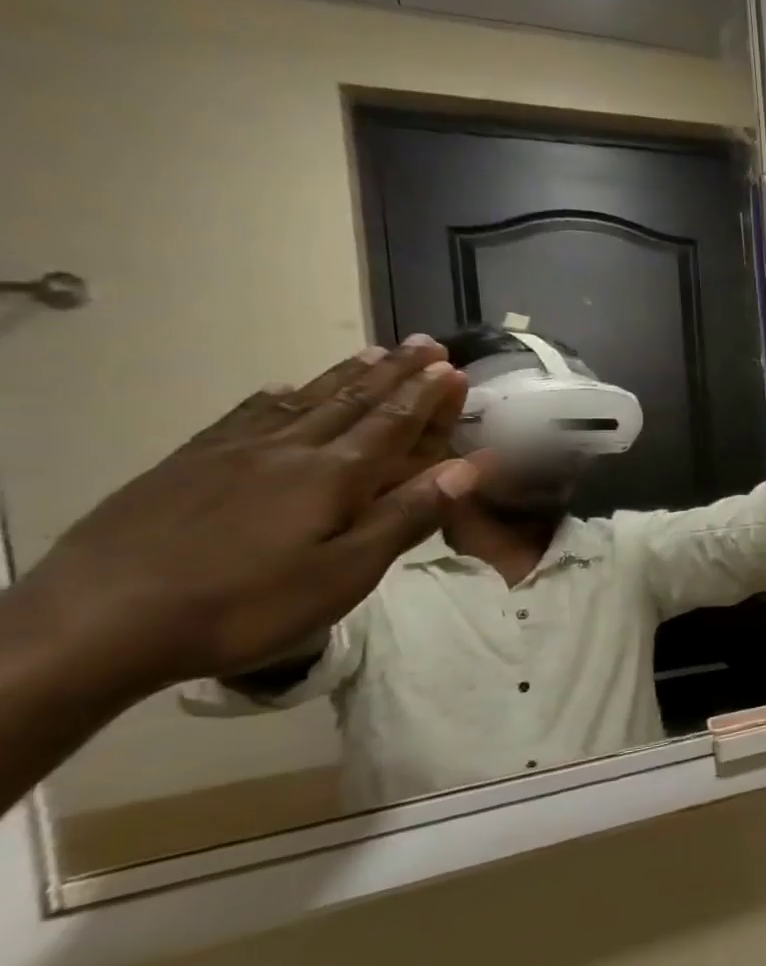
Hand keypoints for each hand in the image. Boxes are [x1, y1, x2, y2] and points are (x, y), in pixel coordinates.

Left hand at [15, 338, 484, 699]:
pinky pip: (243, 415)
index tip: (452, 367)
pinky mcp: (186, 465)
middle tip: (424, 343)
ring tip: (372, 353)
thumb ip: (407, 515)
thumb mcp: (345, 572)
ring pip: (301, 400)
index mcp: (333, 476)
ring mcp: (232, 453)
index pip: (392, 424)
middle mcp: (288, 450)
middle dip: (395, 372)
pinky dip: (275, 396)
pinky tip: (281, 386)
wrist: (97, 622)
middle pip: (352, 401)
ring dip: (344, 375)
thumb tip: (468, 466)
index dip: (426, 396)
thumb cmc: (246, 603)